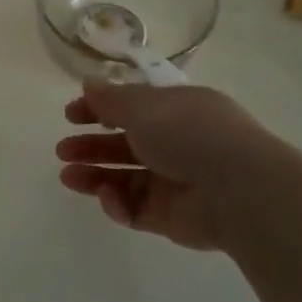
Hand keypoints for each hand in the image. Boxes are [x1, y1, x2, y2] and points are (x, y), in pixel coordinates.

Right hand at [55, 81, 286, 250]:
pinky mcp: (172, 217)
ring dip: (95, 176)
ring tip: (68, 177)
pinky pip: (136, 208)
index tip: (71, 115)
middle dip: (92, 146)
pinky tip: (108, 198)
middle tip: (62, 150)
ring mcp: (175, 182)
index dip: (100, 109)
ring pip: (126, 178)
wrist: (238, 190)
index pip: (132, 107)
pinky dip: (118, 203)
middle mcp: (177, 143)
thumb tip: (88, 83)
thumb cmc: (189, 133)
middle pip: (125, 144)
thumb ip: (110, 99)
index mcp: (176, 110)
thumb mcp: (143, 106)